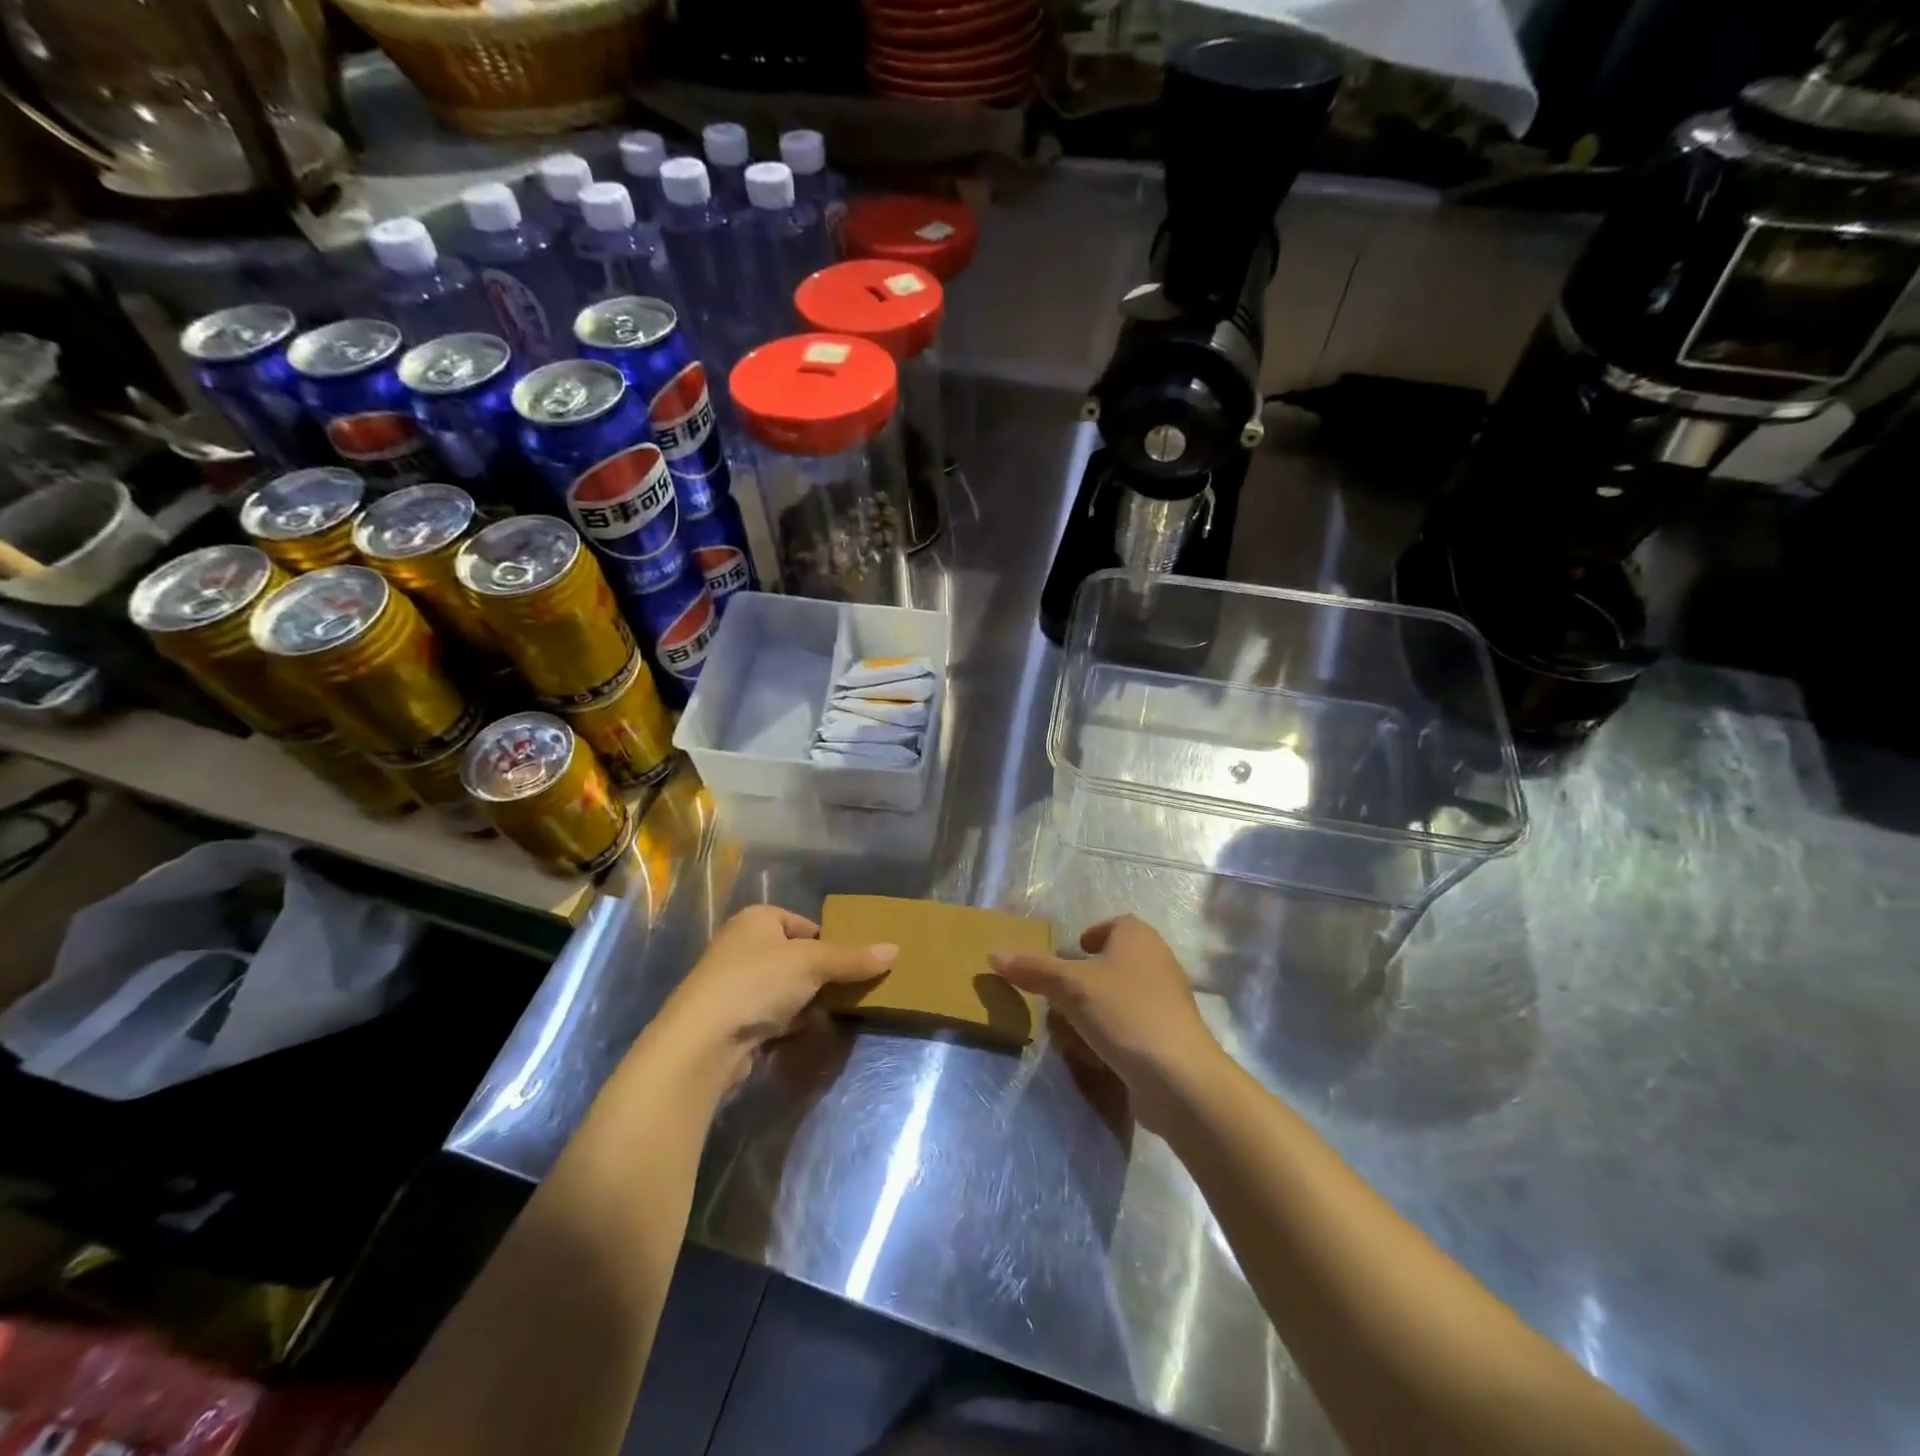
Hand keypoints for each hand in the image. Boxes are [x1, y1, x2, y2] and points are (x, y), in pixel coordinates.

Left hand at [656, 904, 895, 1087]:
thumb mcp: (813, 963)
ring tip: (837, 1011)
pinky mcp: (732, 1020)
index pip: (803, 923)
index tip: (852, 962)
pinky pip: (771, 1015)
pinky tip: (807, 1031)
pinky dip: (789, 1021)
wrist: (703, 1042)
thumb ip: (853, 958)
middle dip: (821, 973)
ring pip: (784, 987)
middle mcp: (742, 946)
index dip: (829, 941)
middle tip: (851, 987)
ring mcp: (734, 985)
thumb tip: (895, 950)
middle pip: (795, 956)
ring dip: (807, 999)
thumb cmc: (758, 983)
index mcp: (756, 919)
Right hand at [991, 915, 1222, 1130]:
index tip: (1068, 956)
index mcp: (1138, 937)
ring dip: (1093, 1011)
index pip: (1113, 925)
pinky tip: (1093, 1055)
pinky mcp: (1168, 1037)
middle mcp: (1157, 962)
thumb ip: (1033, 969)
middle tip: (1058, 996)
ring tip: (1068, 1029)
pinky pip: (1131, 1027)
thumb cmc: (1124, 1013)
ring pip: (1120, 997)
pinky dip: (1111, 1036)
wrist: (1178, 1077)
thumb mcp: (1070, 987)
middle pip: (1114, 962)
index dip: (1090, 936)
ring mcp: (1166, 1002)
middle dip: (1084, 980)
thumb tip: (994, 952)